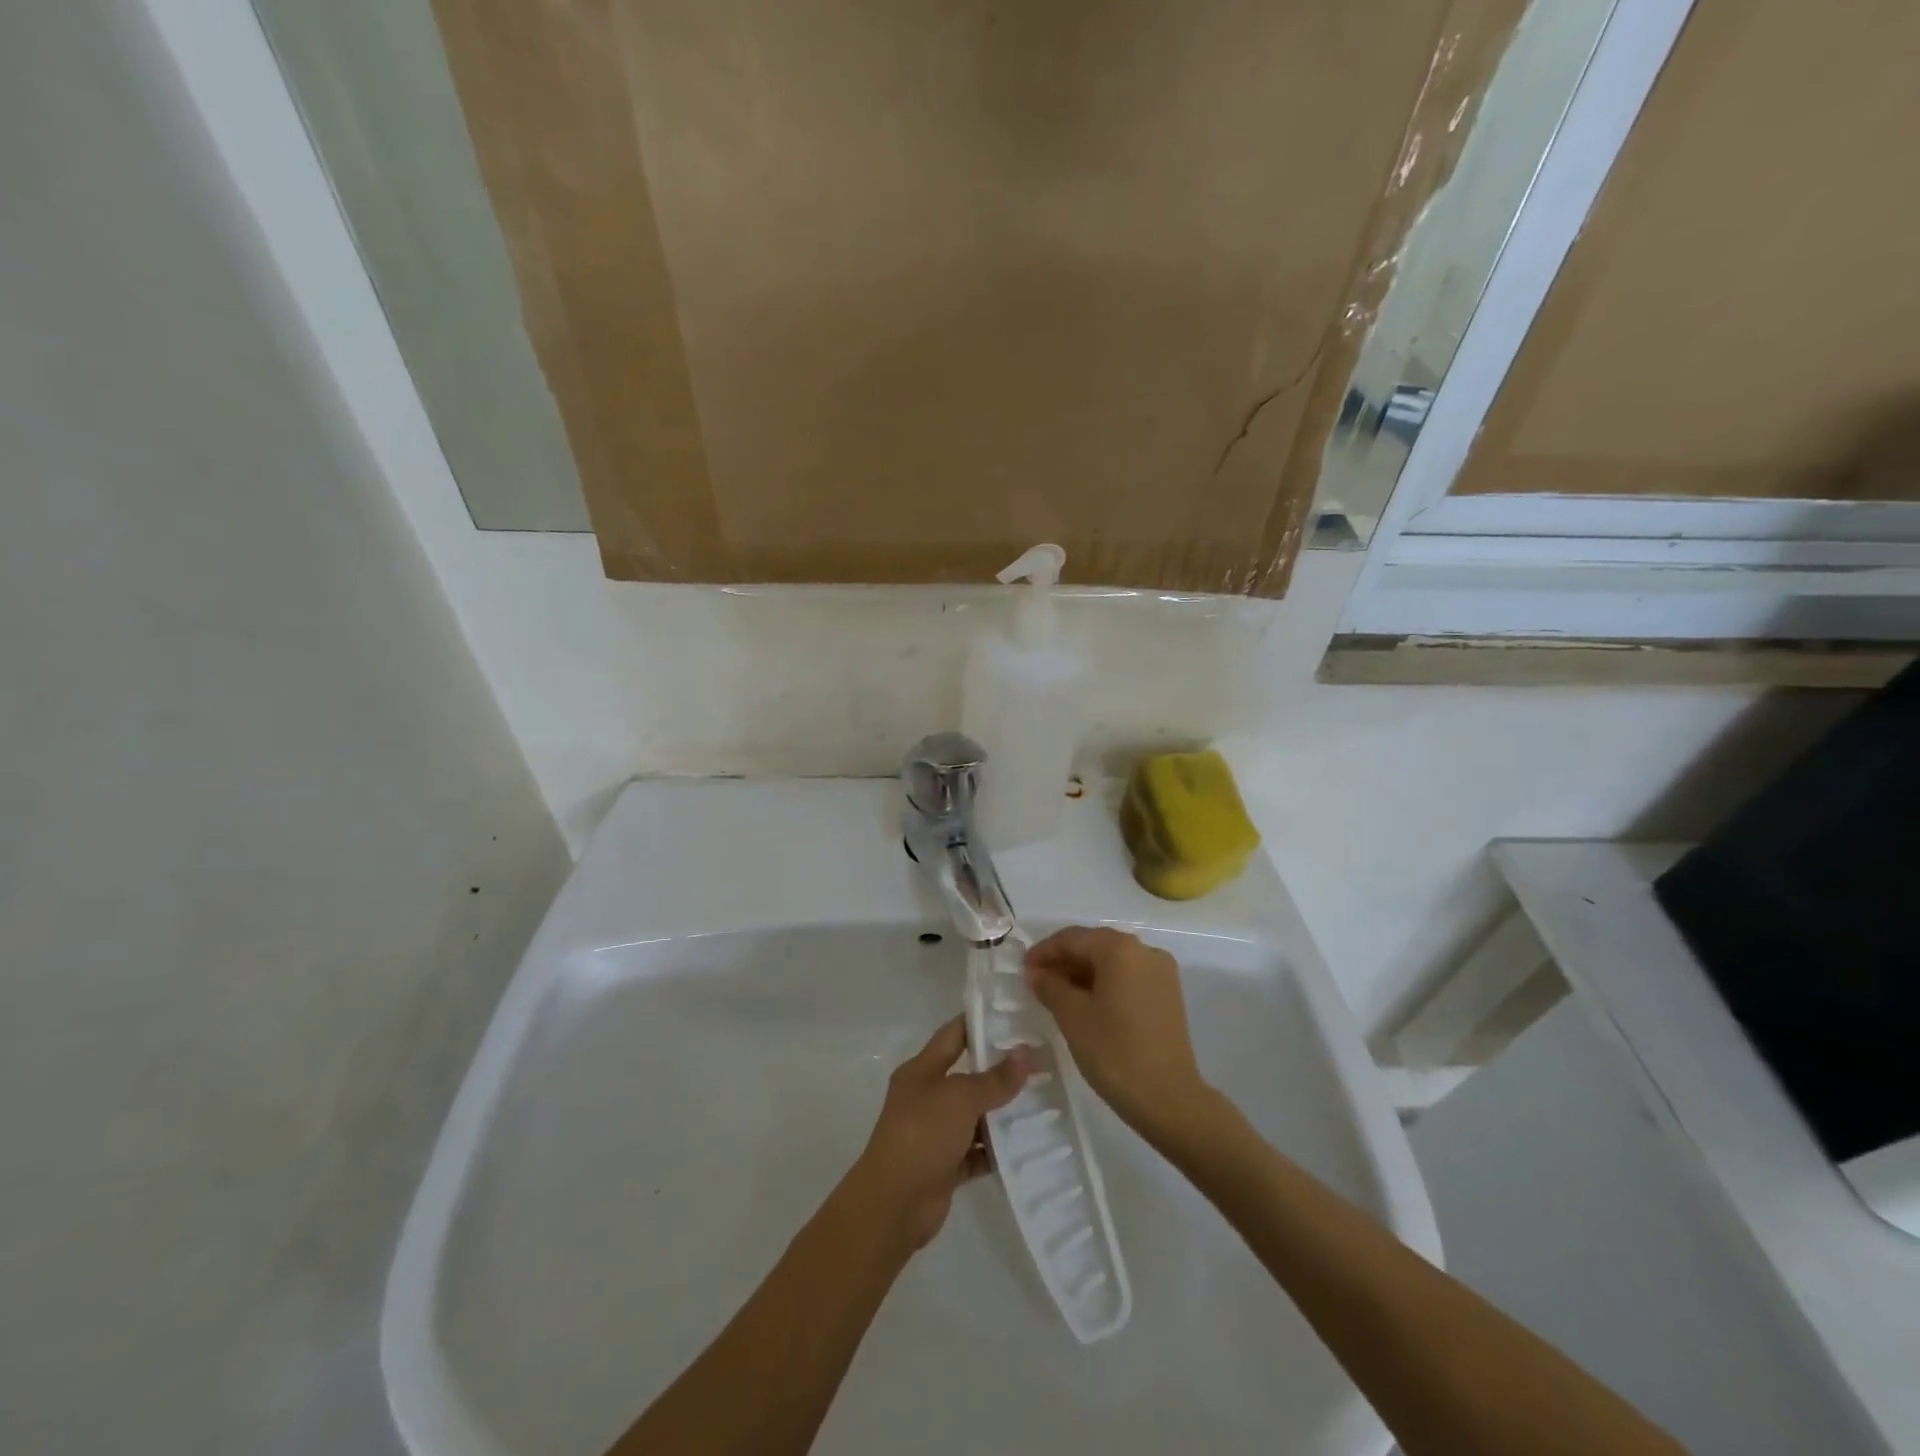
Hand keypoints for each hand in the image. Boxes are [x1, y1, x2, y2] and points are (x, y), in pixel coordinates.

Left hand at [848, 1017, 1029, 1250]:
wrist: (894, 1203)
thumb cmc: (922, 1133)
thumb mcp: (961, 1097)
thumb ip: (995, 1079)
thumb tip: (1026, 1053)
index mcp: (922, 1070)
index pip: (954, 1034)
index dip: (980, 1022)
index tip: (1015, 1016)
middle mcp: (927, 1096)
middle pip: (968, 1076)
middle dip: (1001, 1070)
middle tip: (1041, 1061)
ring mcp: (935, 1132)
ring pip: (975, 1116)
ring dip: (1003, 1113)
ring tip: (1044, 1101)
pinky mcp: (945, 1166)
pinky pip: (977, 1152)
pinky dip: (997, 1150)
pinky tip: (1028, 1145)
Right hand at [1025, 926, 1208, 1136]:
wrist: (1169, 1098)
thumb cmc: (1114, 1052)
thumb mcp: (1072, 1016)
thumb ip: (1049, 986)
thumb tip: (1036, 972)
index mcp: (1120, 949)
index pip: (1072, 938)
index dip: (1044, 952)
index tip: (1023, 969)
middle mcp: (1144, 950)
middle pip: (1094, 946)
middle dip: (1064, 961)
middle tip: (1037, 982)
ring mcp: (1161, 972)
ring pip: (1112, 962)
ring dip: (1083, 973)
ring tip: (1057, 995)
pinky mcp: (1168, 994)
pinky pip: (1128, 977)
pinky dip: (1105, 984)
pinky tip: (1087, 1004)